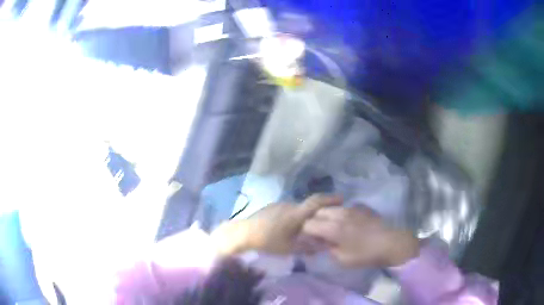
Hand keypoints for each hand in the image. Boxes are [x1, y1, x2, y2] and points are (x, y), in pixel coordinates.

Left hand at [211, 195, 341, 254]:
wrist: (243, 233)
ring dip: (304, 216)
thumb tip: (323, 247)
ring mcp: (279, 204)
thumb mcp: (289, 248)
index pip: (316, 201)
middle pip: (308, 206)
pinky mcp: (272, 206)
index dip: (330, 198)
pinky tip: (288, 228)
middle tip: (322, 224)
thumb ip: (308, 248)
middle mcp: (289, 205)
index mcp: (296, 213)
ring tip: (304, 229)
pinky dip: (294, 217)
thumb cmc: (268, 241)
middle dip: (318, 213)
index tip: (342, 199)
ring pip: (298, 209)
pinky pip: (288, 210)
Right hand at [302, 206, 419, 266]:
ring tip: (334, 229)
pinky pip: (345, 208)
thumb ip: (327, 249)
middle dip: (315, 222)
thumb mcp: (342, 259)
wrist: (391, 243)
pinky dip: (341, 214)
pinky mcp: (362, 207)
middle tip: (321, 234)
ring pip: (331, 208)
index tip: (311, 241)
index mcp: (332, 228)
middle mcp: (339, 214)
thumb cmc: (365, 255)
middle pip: (318, 212)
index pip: (308, 224)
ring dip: (327, 217)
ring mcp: (352, 208)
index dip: (306, 233)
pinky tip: (349, 225)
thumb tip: (322, 242)